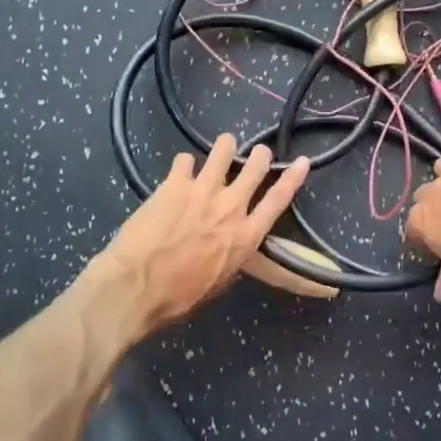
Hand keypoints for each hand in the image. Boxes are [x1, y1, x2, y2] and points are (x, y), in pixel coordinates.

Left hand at [96, 135, 309, 334]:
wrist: (137, 286)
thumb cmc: (179, 297)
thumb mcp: (219, 283)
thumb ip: (231, 256)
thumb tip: (230, 246)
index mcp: (245, 236)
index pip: (278, 200)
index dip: (293, 178)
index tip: (302, 161)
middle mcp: (230, 207)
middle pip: (254, 168)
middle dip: (259, 156)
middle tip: (258, 152)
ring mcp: (202, 190)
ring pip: (223, 151)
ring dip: (226, 146)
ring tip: (225, 143)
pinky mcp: (174, 184)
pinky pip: (184, 160)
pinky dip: (185, 163)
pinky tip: (181, 167)